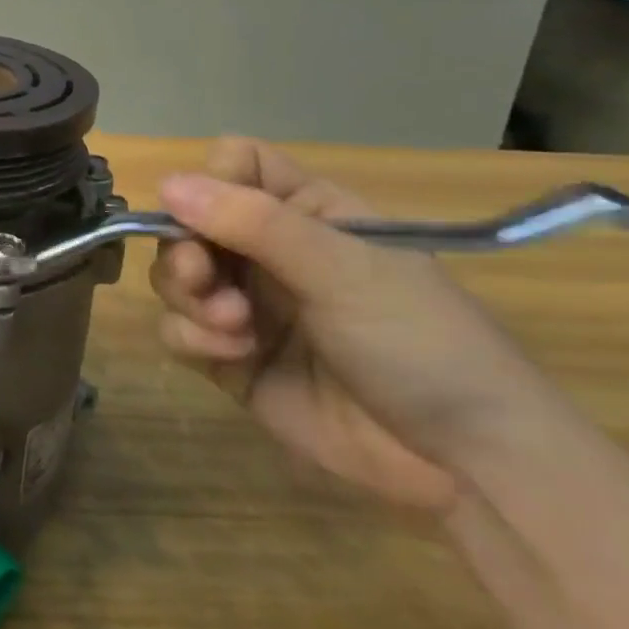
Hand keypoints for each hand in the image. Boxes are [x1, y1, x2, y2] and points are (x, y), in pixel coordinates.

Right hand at [151, 139, 548, 513]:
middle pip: (188, 222)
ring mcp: (247, 304)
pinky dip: (191, 336)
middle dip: (186, 250)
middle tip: (204, 277)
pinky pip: (177, 329)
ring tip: (233, 326)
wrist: (462, 464)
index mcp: (305, 212)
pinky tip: (233, 354)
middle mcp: (268, 251)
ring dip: (188, 296)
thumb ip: (253, 223)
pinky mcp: (229, 357)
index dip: (212, 181)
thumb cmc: (417, 340)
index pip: (234, 164)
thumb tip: (166, 182)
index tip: (208, 214)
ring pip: (175, 275)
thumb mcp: (342, 270)